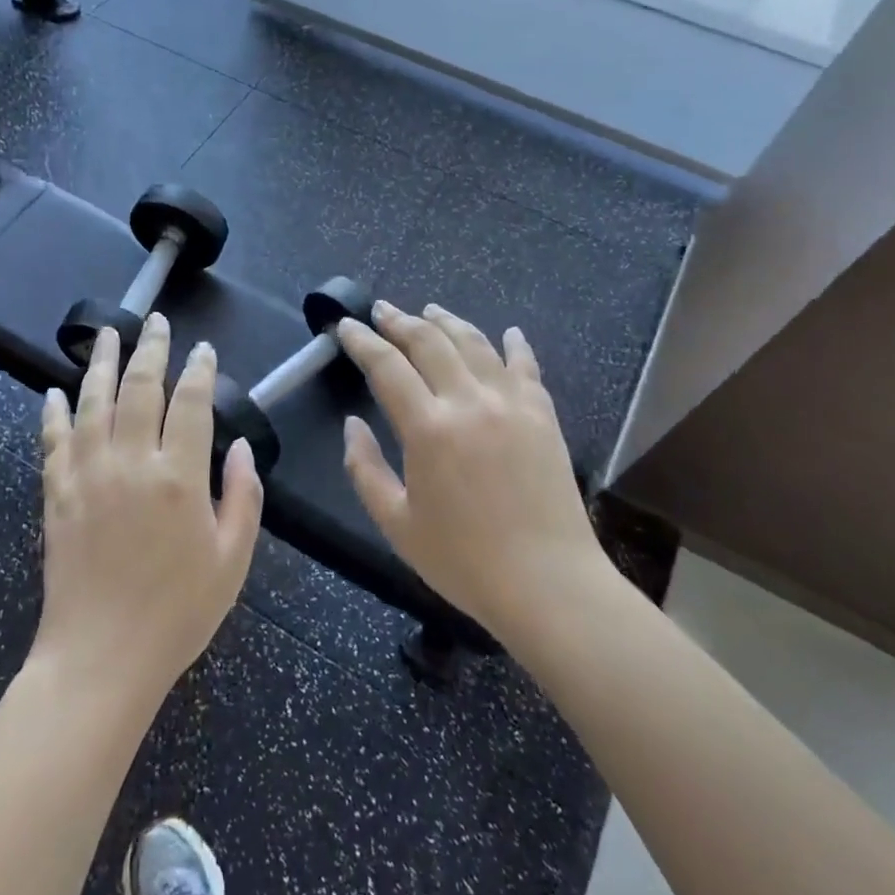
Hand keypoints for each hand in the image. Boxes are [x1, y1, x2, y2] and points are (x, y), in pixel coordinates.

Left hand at [35, 315, 263, 703]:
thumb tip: (243, 448)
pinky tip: (55, 391)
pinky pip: (53, 441)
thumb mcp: (232, 560)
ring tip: (107, 332)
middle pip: (140, 388)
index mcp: (179, 478)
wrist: (100, 658)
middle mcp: (131, 463)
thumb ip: (244, 498)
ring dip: (101, 362)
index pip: (192, 404)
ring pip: (93, 402)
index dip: (200, 370)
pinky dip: (54, 412)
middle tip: (156, 322)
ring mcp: (87, 475)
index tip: (204, 350)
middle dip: (151, 349)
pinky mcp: (56, 494)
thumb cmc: (177, 613)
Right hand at [337, 302, 617, 651]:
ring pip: (475, 344)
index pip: (387, 366)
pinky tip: (508, 332)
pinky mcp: (543, 416)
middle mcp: (469, 402)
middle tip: (381, 310)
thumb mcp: (396, 523)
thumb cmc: (464, 560)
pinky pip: (526, 367)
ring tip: (430, 310)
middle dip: (400, 321)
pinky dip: (514, 344)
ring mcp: (511, 404)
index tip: (345, 326)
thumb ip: (365, 469)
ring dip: (448, 322)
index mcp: (428, 428)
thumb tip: (352, 424)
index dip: (362, 341)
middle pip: (430, 342)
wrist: (549, 584)